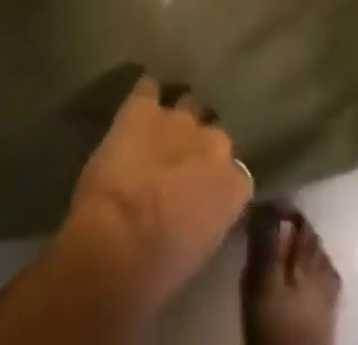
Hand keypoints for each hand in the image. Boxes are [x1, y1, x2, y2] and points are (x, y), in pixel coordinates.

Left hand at [63, 74, 253, 311]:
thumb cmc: (161, 267)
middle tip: (181, 161)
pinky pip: (148, 89)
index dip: (218, 181)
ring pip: (186, 104)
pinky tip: (138, 107)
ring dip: (175, 119)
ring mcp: (178, 118)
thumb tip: (197, 209)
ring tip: (161, 131)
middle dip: (199, 143)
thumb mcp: (200, 248)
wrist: (120, 239)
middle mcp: (213, 142)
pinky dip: (144, 97)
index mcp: (234, 184)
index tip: (205, 193)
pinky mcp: (143, 106)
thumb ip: (208, 215)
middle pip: (214, 133)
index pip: (237, 174)